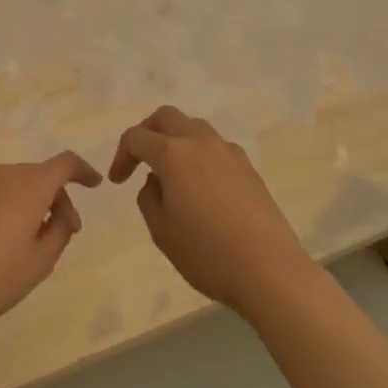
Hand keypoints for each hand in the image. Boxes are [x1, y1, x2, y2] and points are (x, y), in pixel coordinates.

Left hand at [0, 152, 102, 333]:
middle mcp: (3, 175)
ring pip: (14, 186)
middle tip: (64, 231)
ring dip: (29, 204)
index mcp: (29, 185)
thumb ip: (59, 232)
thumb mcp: (40, 262)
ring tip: (29, 241)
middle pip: (39, 175)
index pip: (64, 163)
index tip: (95, 183)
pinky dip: (4, 210)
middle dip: (57, 198)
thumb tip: (62, 215)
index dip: (83, 170)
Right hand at [108, 105, 313, 315]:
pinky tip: (200, 186)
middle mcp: (200, 142)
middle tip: (139, 161)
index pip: (136, 137)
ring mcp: (228, 152)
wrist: (270, 270)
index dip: (121, 156)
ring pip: (193, 127)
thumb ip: (149, 197)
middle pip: (166, 117)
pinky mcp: (248, 167)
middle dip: (147, 133)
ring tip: (171, 173)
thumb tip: (157, 181)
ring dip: (175, 140)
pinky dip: (199, 154)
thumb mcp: (162, 231)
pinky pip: (215, 147)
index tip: (117, 181)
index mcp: (173, 154)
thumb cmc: (208, 253)